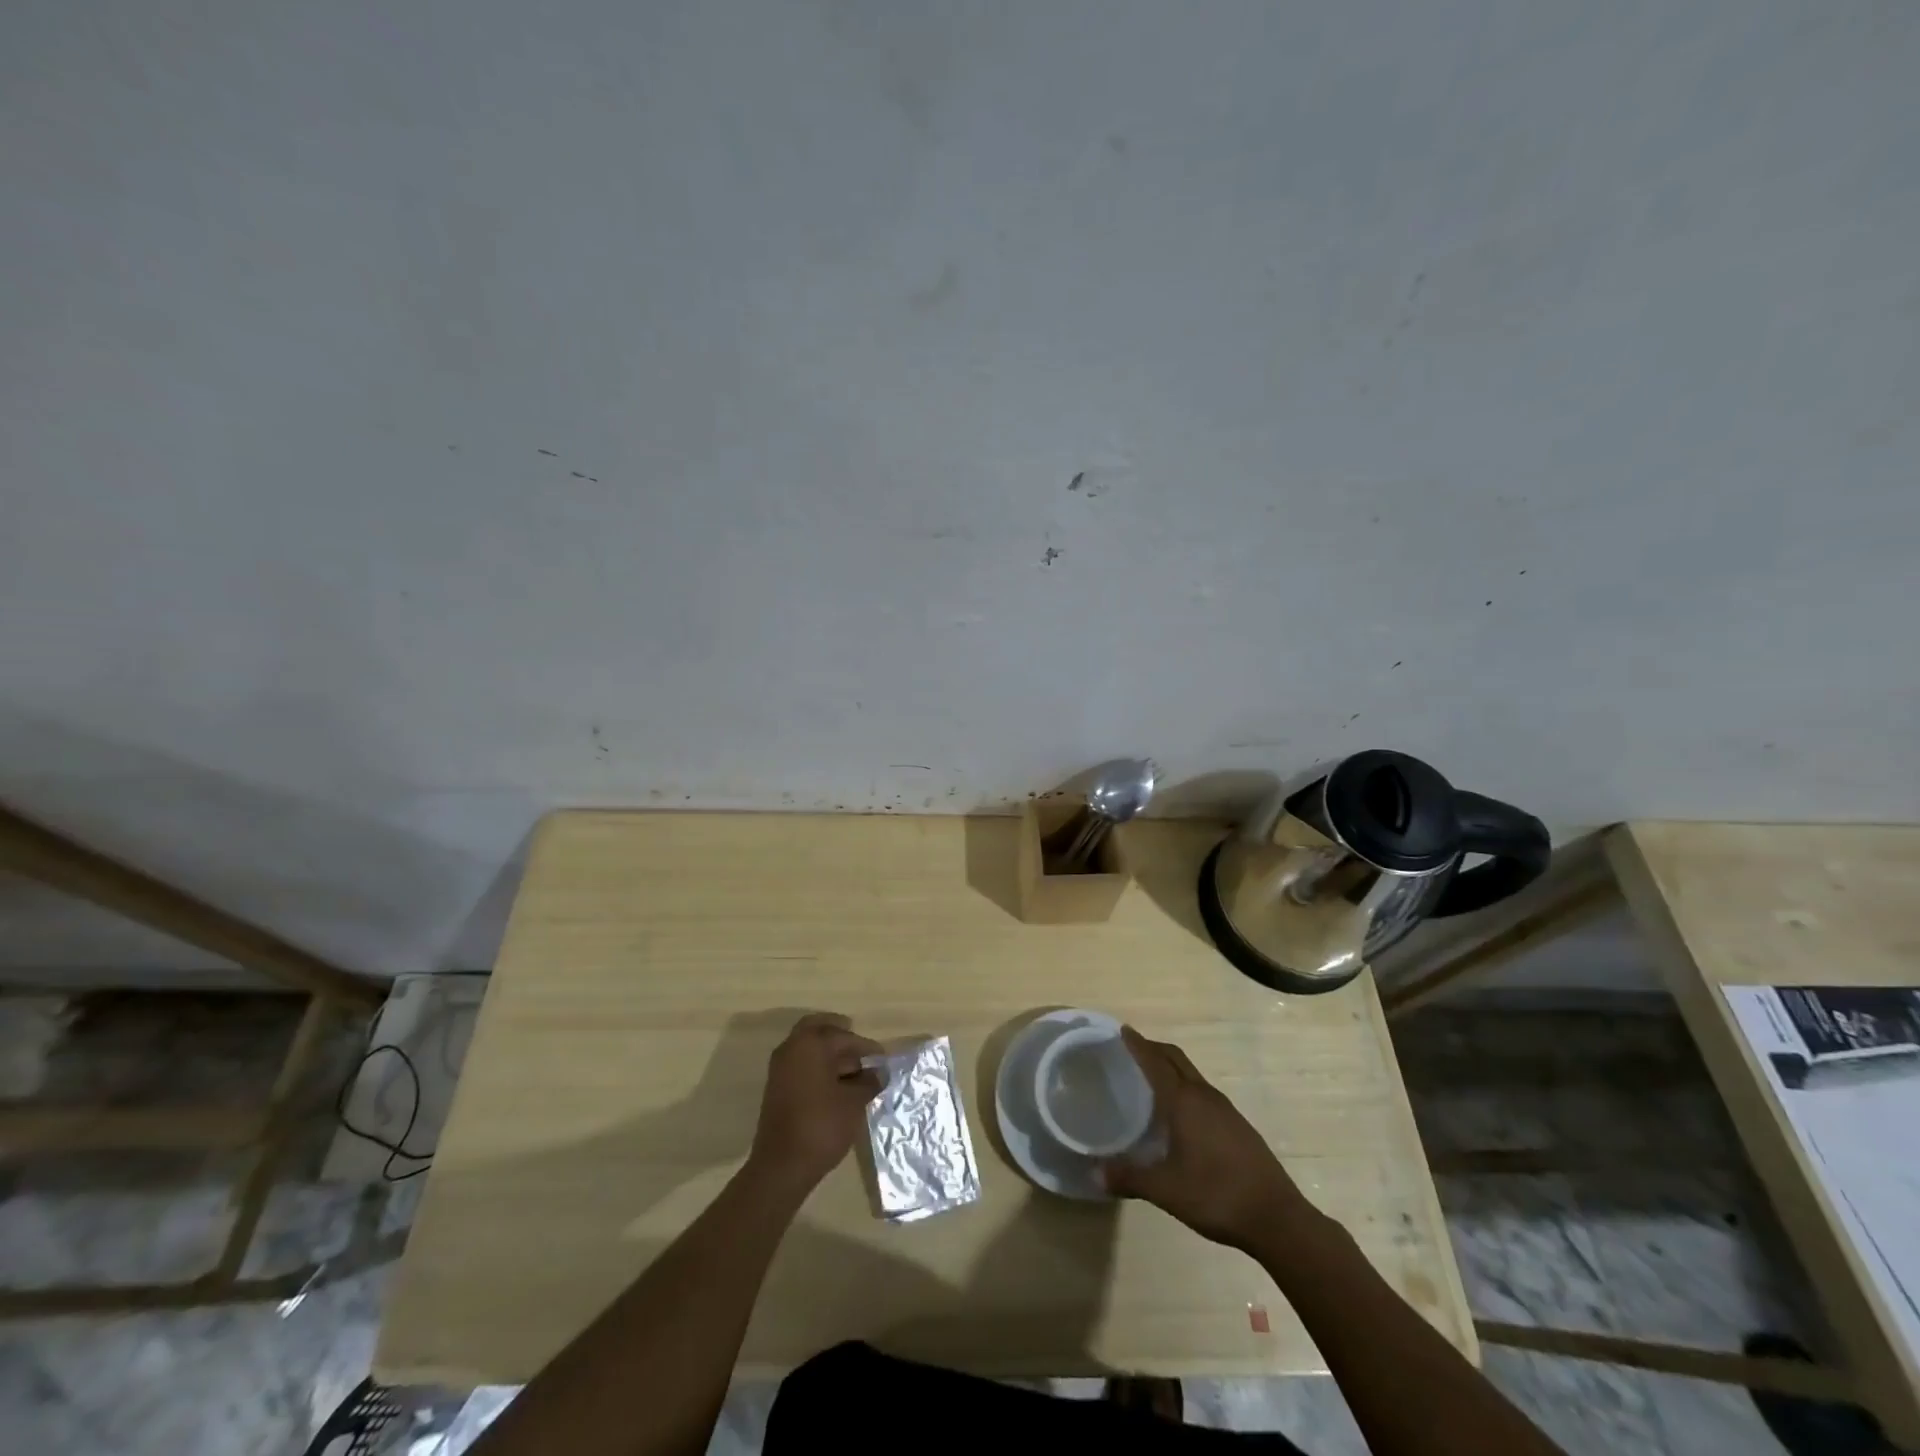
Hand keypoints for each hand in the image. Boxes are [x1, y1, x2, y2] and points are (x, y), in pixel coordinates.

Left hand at [746, 1012, 883, 1197]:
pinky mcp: (777, 1089)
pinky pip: (801, 1065)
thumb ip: (869, 1082)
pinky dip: (818, 1066)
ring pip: (808, 1048)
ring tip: (855, 1071)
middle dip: (840, 1035)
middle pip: (818, 1029)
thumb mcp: (854, 1103)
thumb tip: (879, 1073)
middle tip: (859, 1046)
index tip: (882, 1057)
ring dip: (829, 1053)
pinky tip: (837, 1085)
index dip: (866, 1046)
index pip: (843, 1036)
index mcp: (810, 1044)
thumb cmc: (822, 1126)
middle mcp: (791, 1049)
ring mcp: (780, 1069)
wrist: (782, 1166)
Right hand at [1099, 1026, 1310, 1251]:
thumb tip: (1094, 1174)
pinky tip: (1180, 1112)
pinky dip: (1185, 1086)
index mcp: (1184, 1101)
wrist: (1277, 1218)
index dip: (1138, 1045)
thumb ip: (1129, 1178)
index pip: (1155, 1061)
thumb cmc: (1216, 1195)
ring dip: (1171, 1067)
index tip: (1122, 1030)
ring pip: (1191, 1074)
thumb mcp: (1166, 1190)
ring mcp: (1225, 1109)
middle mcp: (1204, 1096)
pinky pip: (1203, 1092)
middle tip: (1131, 1048)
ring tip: (1151, 1077)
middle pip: (1176, 1059)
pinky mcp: (1237, 1125)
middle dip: (1153, 1048)